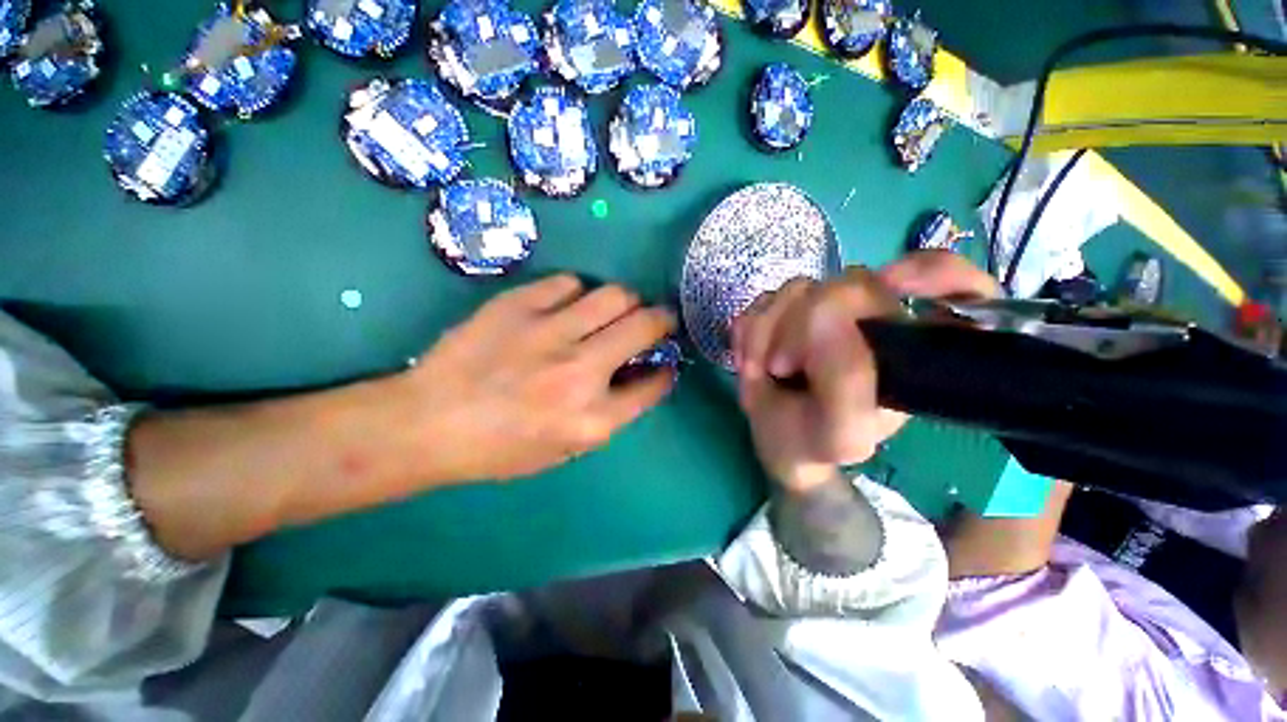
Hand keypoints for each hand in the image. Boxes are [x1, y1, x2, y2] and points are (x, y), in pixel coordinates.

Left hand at [398, 274, 675, 482]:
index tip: (663, 362)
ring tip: (614, 309)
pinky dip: (578, 293)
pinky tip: (567, 305)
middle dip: (662, 320)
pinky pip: (569, 283)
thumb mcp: (564, 450)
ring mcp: (550, 333)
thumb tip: (636, 378)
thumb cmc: (499, 448)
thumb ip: (609, 416)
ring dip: (626, 301)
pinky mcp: (519, 305)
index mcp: (593, 419)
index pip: (654, 384)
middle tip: (656, 320)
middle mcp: (581, 372)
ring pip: (615, 295)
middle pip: (646, 326)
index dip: (665, 370)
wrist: (428, 423)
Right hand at [730, 252, 998, 491]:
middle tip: (780, 368)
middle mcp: (874, 320)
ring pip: (796, 289)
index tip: (892, 283)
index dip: (936, 273)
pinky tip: (750, 359)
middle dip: (797, 327)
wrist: (776, 439)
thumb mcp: (841, 432)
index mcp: (908, 350)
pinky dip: (747, 332)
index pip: (960, 290)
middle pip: (847, 283)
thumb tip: (821, 313)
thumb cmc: (815, 441)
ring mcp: (827, 310)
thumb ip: (846, 380)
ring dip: (764, 334)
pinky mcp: (788, 309)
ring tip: (760, 371)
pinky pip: (763, 300)